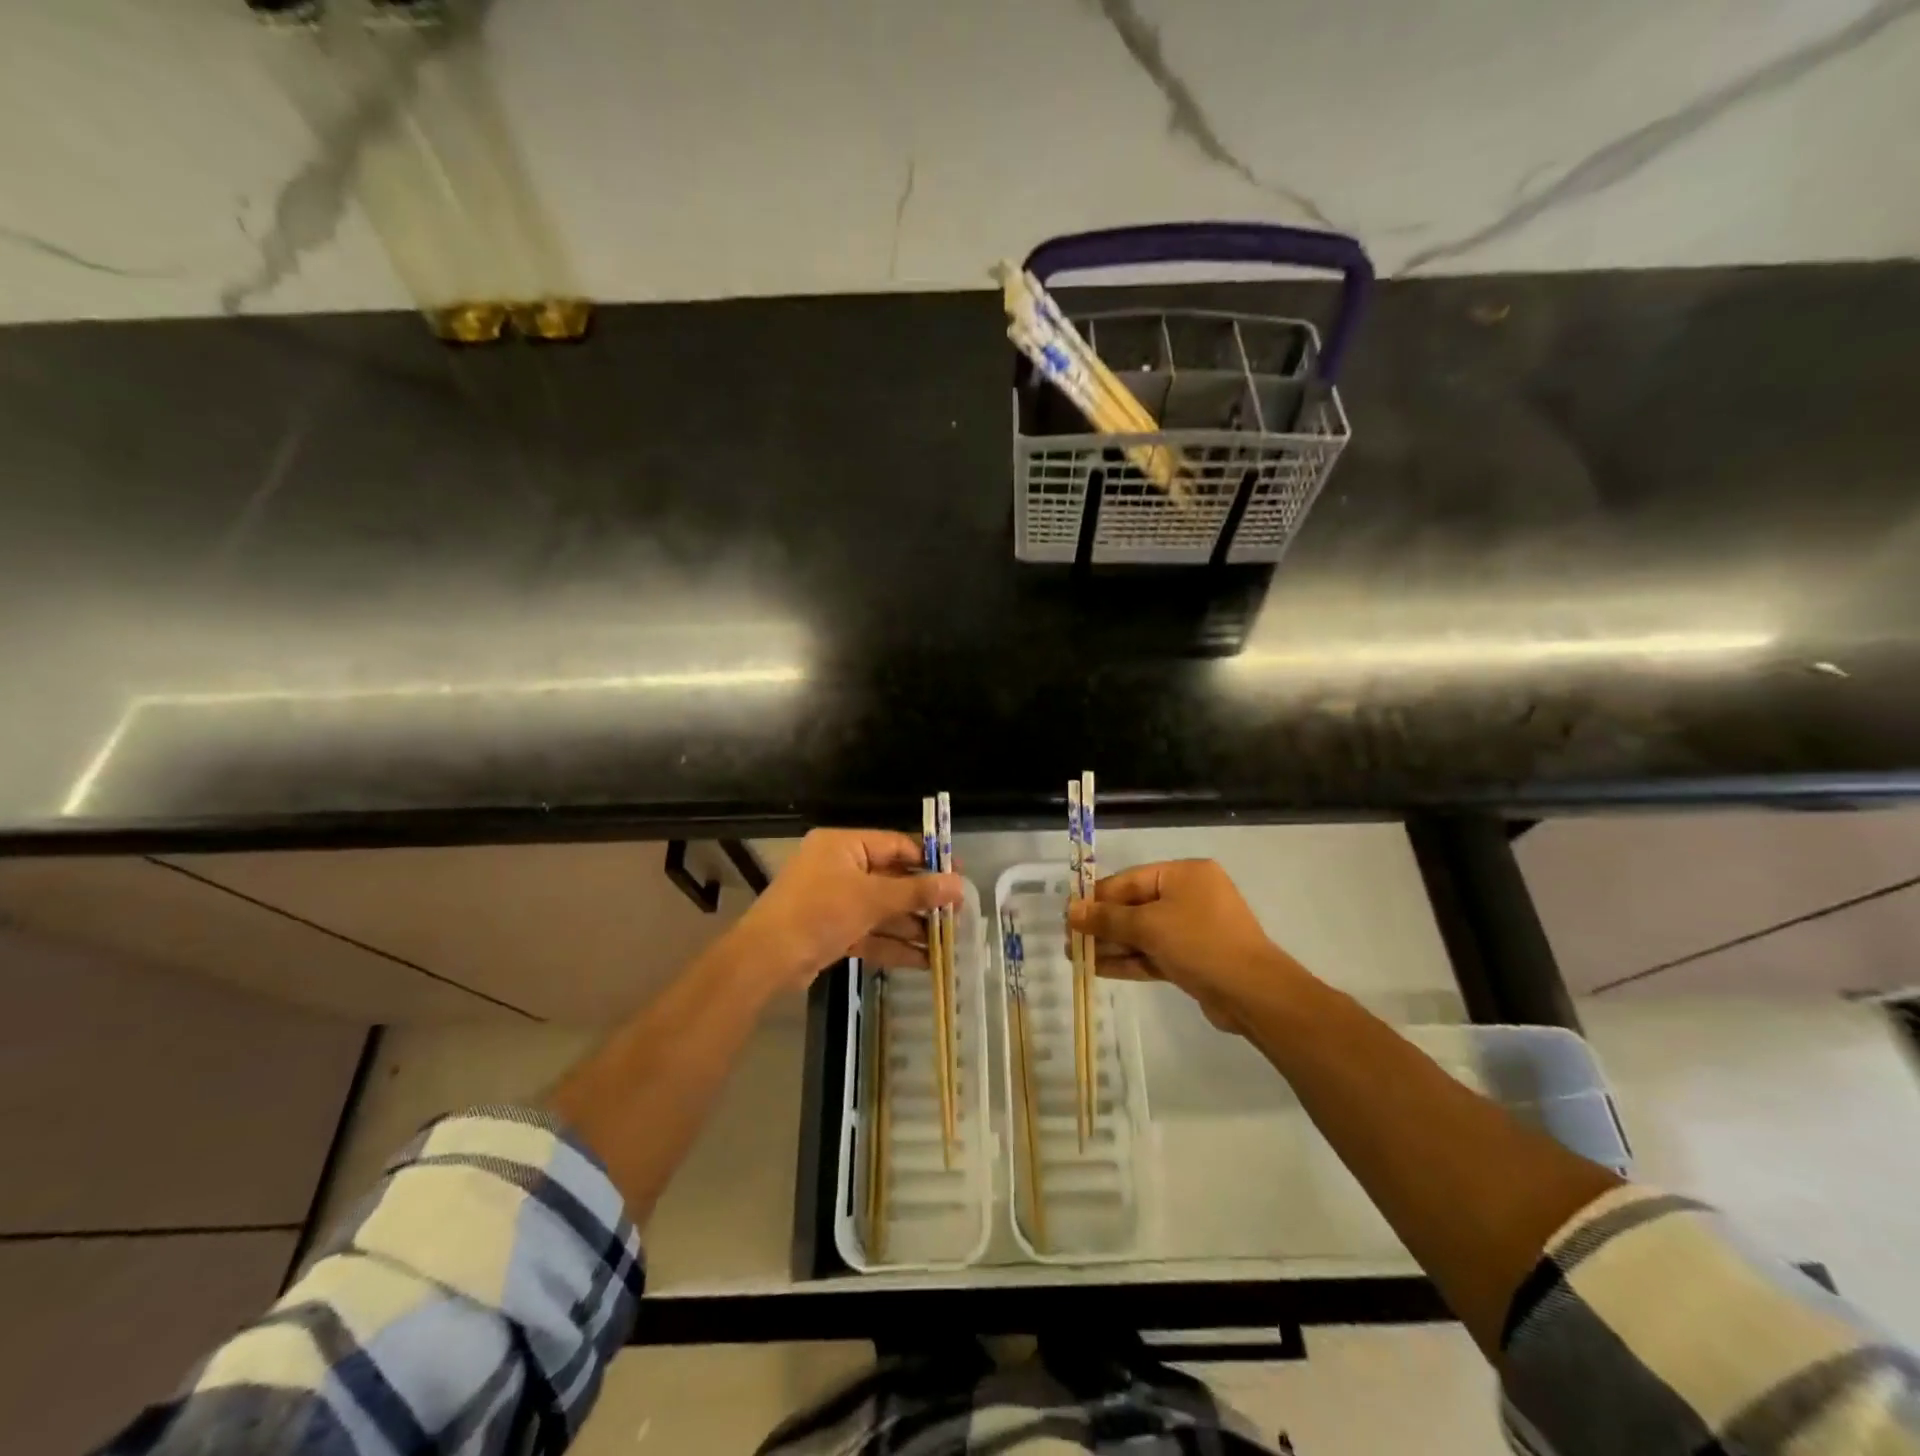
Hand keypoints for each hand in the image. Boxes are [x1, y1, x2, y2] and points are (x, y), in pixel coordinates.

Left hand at [726, 829, 963, 992]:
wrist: (766, 959)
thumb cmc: (820, 912)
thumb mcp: (872, 898)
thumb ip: (916, 891)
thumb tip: (958, 884)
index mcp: (843, 846)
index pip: (895, 845)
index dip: (928, 861)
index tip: (958, 876)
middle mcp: (839, 868)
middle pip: (891, 879)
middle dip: (923, 899)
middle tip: (957, 913)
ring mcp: (834, 901)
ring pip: (882, 910)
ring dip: (912, 925)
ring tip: (947, 941)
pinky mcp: (831, 931)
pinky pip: (870, 932)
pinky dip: (893, 944)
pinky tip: (924, 960)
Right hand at [1066, 859, 1315, 1031]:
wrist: (1253, 994)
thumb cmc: (1200, 943)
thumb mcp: (1149, 925)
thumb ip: (1108, 918)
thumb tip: (1071, 910)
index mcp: (1184, 874)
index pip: (1129, 880)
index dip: (1097, 897)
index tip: (1068, 914)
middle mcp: (1189, 896)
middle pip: (1135, 906)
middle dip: (1102, 925)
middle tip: (1069, 940)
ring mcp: (1193, 929)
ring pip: (1143, 933)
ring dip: (1111, 944)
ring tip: (1076, 957)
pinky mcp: (1193, 959)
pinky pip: (1154, 953)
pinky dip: (1129, 960)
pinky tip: (1098, 968)